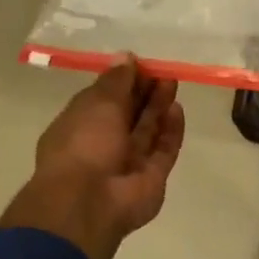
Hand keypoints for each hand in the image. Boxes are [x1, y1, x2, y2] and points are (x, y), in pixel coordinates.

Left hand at [0, 58, 186, 258]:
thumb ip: (116, 81)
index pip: (103, 99)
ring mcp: (129, 162)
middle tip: (163, 71)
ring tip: (172, 83)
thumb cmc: (84, 144)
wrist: (90, 201)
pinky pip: (164, 149)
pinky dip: (171, 130)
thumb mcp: (96, 103)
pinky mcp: (152, 176)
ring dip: (159, 107)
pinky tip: (178, 110)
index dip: (122, 81)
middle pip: (129, 114)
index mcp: (80, 125)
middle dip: (144, 92)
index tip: (140, 64)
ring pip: (148, 130)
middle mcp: (104, 143)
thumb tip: (127, 57)